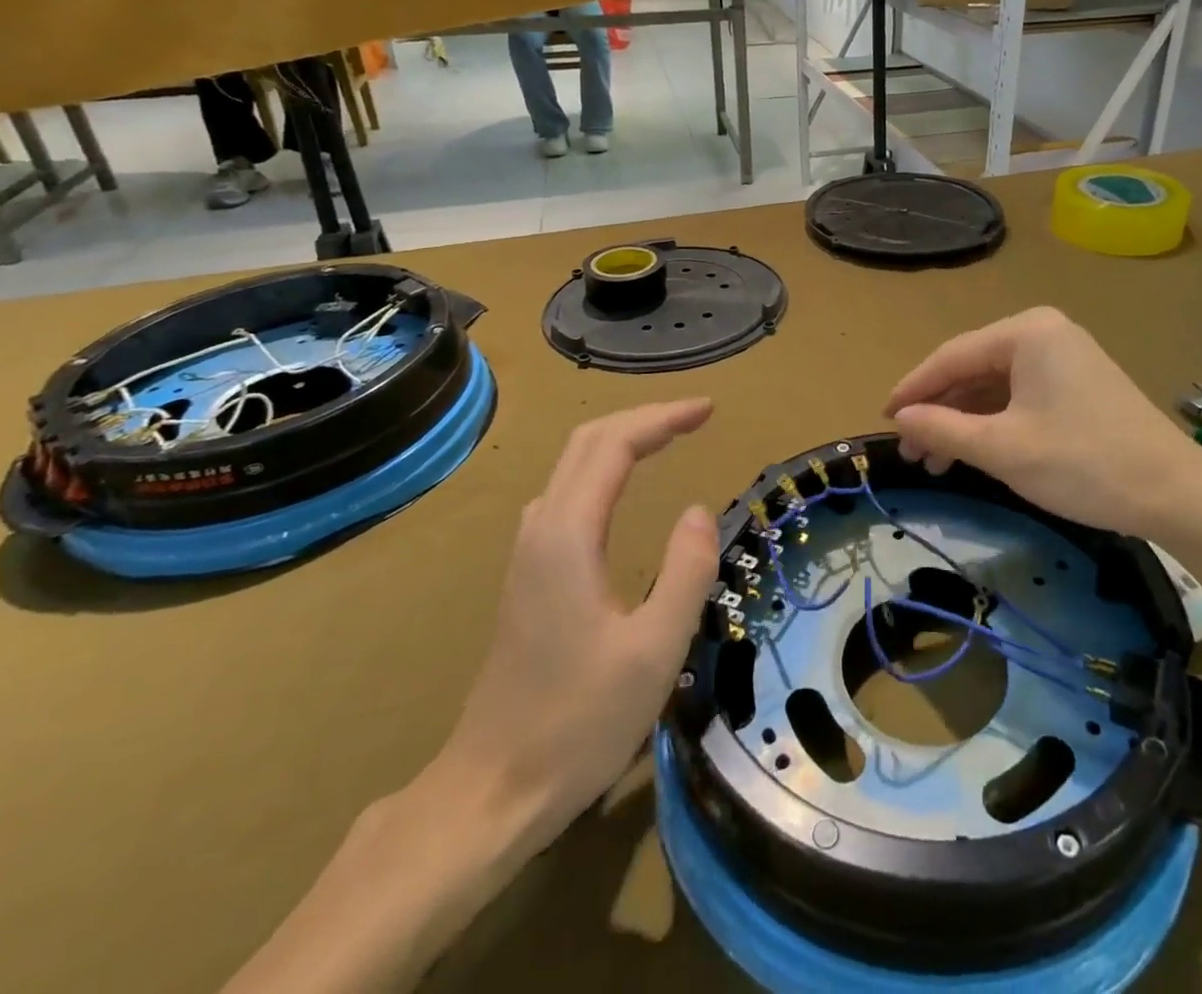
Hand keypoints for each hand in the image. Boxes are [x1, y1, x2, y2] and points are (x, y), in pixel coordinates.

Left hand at [431, 400, 720, 849]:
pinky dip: (604, 469)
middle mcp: (541, 530)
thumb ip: (685, 571)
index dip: (663, 419)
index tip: (709, 411)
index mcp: (568, 537)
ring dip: (621, 440)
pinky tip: (623, 489)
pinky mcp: (528, 575)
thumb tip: (698, 510)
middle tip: (696, 417)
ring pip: (572, 466)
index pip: (614, 446)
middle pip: (587, 443)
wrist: (492, 790)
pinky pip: (567, 494)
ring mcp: (528, 553)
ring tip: (668, 440)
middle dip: (643, 418)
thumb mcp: (654, 650)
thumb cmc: (578, 723)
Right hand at [885, 308, 1201, 579]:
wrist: (1174, 493)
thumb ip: (943, 428)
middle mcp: (1044, 332)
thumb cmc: (1082, 463)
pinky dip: (993, 422)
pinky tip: (973, 450)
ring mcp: (1063, 356)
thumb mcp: (1002, 448)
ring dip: (963, 420)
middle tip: (910, 451)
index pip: (951, 356)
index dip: (912, 388)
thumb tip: (900, 418)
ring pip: (994, 385)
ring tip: (935, 461)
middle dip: (938, 410)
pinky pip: (1019, 394)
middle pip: (972, 368)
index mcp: (1026, 332)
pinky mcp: (1076, 382)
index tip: (883, 418)